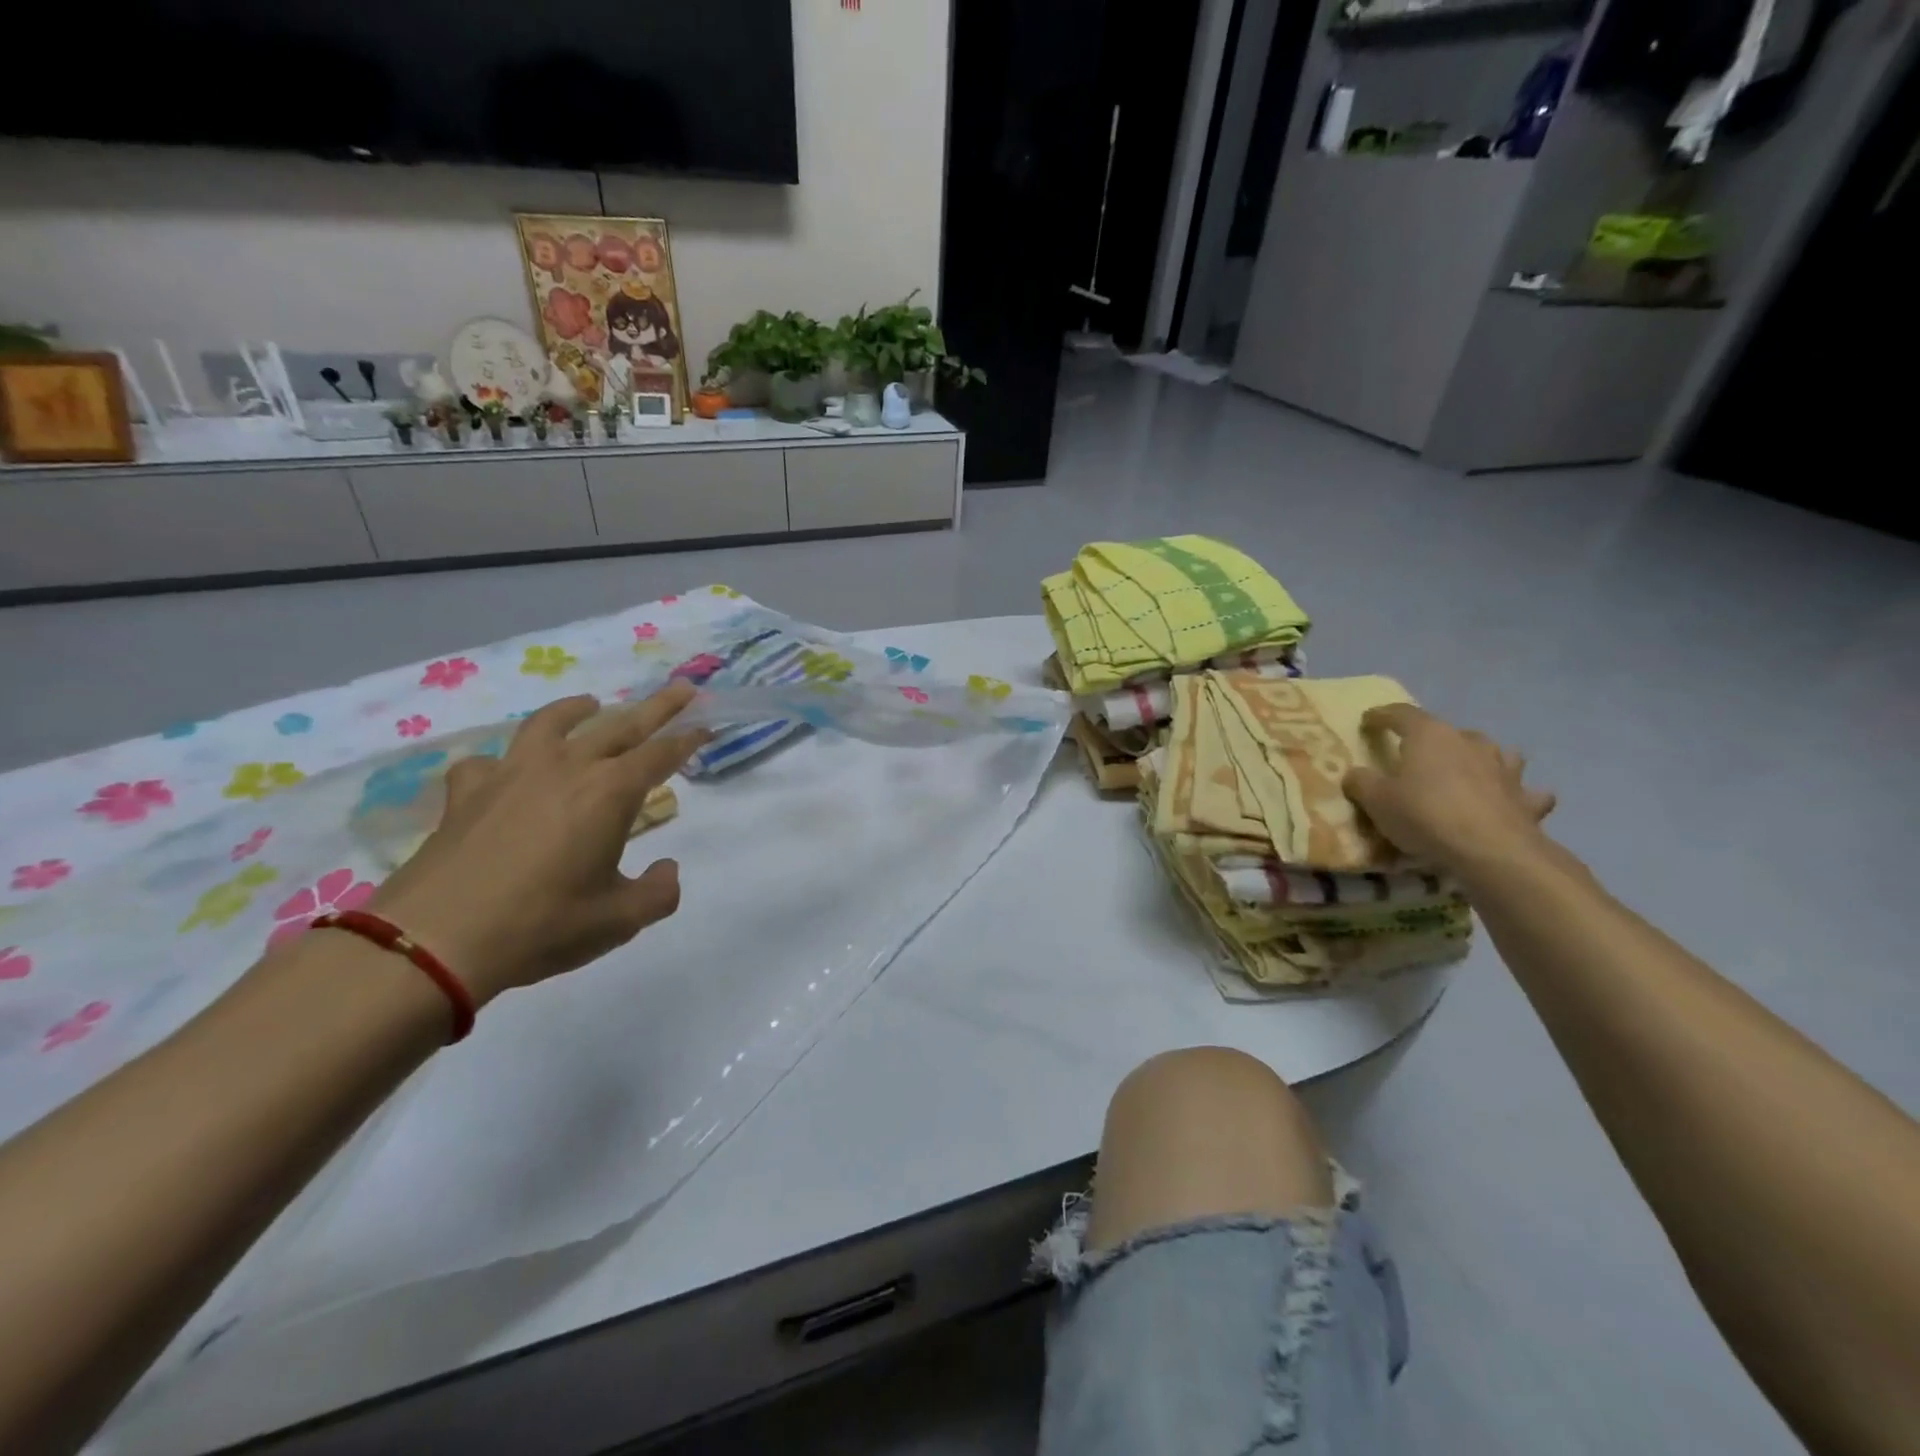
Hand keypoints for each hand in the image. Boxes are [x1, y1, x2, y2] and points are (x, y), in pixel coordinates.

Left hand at [365, 682, 707, 1006]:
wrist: (435, 940)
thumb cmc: (543, 924)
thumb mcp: (620, 919)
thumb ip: (658, 892)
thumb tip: (667, 870)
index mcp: (610, 792)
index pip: (660, 754)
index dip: (686, 740)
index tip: (704, 727)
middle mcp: (566, 769)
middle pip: (620, 725)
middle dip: (656, 707)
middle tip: (680, 690)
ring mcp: (512, 774)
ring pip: (550, 724)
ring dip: (577, 710)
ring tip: (590, 704)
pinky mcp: (467, 793)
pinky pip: (487, 763)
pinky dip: (503, 762)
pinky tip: (505, 772)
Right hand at [1342, 703, 1556, 872]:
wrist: (1492, 850)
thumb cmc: (1425, 815)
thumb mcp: (1376, 800)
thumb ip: (1361, 782)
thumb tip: (1356, 774)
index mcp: (1429, 735)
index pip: (1400, 713)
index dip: (1381, 716)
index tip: (1368, 721)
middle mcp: (1469, 742)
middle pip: (1447, 732)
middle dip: (1432, 740)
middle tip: (1417, 757)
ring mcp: (1504, 768)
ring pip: (1493, 753)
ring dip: (1479, 758)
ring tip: (1469, 771)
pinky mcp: (1527, 798)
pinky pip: (1523, 790)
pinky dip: (1516, 793)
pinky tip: (1511, 801)